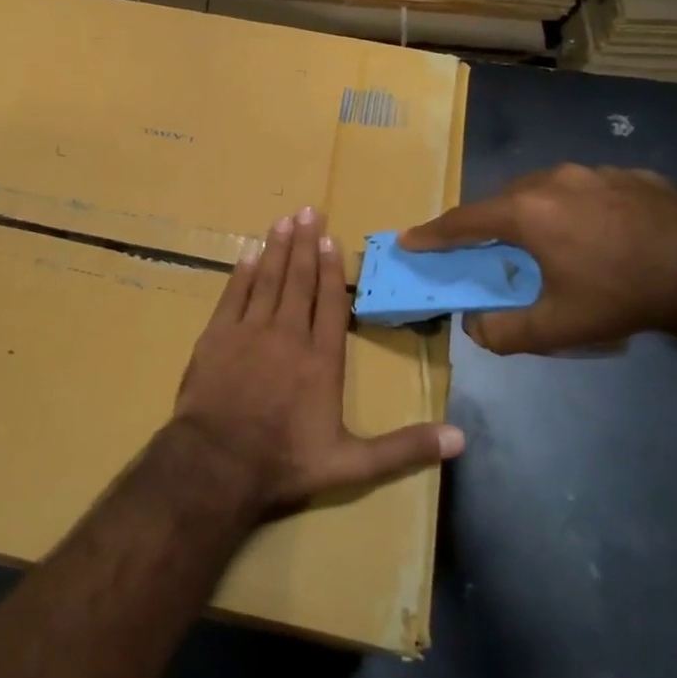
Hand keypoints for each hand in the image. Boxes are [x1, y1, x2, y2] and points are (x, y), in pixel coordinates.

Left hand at [169, 207, 463, 516]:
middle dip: (304, 244)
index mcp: (321, 360)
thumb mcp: (352, 465)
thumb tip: (460, 438)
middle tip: (308, 211)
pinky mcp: (216, 337)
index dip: (330, 270)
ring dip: (276, 249)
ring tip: (283, 221)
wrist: (218, 464)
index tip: (331, 241)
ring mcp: (249, 332)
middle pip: (298, 281)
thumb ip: (404, 448)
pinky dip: (242, 273)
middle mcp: (288, 335)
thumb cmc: (285, 463)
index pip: (330, 304)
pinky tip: (247, 254)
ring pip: (267, 280)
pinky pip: (233, 295)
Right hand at [400, 164, 676, 355]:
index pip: (464, 221)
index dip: (432, 233)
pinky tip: (595, 232)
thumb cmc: (623, 296)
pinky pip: (585, 189)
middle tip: (483, 249)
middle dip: (486, 225)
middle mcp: (552, 180)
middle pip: (502, 201)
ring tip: (543, 242)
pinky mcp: (630, 174)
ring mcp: (594, 172)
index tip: (409, 239)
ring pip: (543, 189)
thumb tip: (475, 326)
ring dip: (531, 213)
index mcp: (526, 212)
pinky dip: (574, 207)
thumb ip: (504, 332)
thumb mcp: (559, 327)